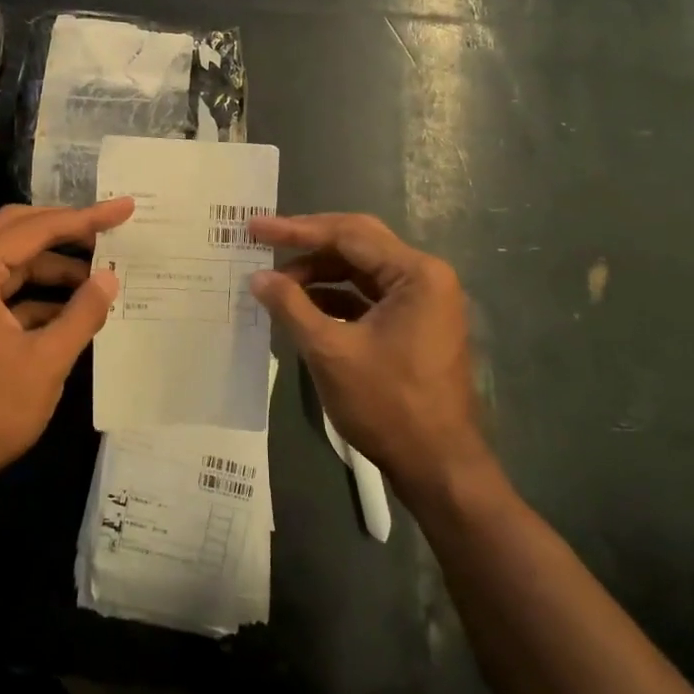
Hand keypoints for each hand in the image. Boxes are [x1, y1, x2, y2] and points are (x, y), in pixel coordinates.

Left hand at [0, 198, 132, 494]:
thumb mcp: (47, 361)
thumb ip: (82, 312)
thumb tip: (110, 279)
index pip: (35, 229)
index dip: (85, 218)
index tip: (123, 208)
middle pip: (15, 232)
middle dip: (64, 230)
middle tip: (108, 231)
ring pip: (8, 263)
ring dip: (51, 267)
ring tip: (98, 278)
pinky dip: (33, 295)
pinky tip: (69, 310)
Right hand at [248, 213, 490, 499]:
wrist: (437, 465)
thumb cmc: (387, 404)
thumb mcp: (330, 352)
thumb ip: (291, 306)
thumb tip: (258, 277)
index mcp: (416, 274)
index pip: (348, 235)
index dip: (297, 230)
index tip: (256, 228)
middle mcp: (425, 277)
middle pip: (357, 243)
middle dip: (308, 243)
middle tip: (264, 240)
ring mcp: (423, 301)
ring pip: (361, 269)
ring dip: (319, 272)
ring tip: (277, 283)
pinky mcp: (414, 323)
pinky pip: (368, 295)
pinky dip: (334, 296)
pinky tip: (302, 305)